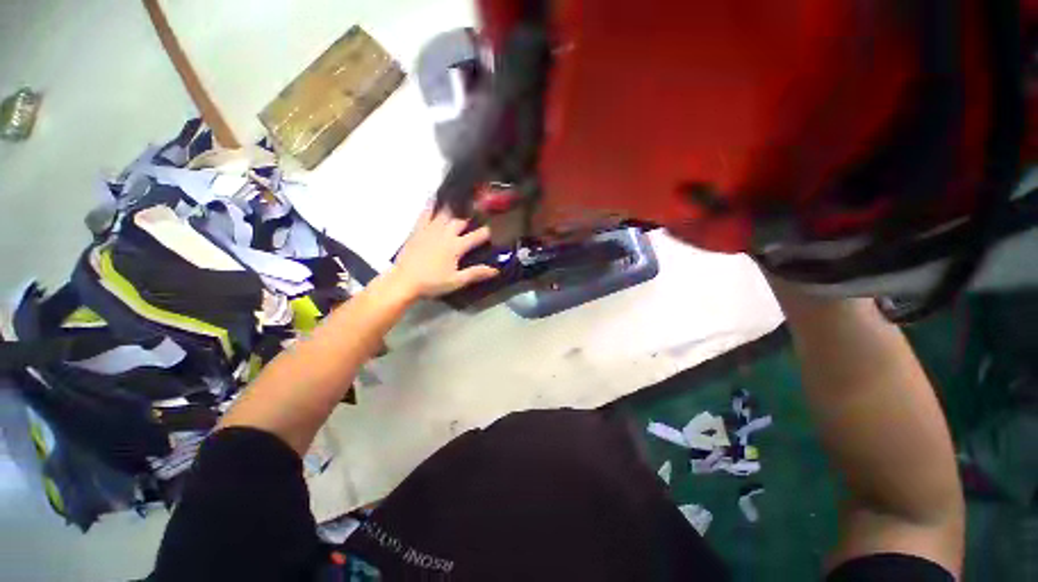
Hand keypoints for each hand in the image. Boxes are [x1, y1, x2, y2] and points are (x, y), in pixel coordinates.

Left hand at [389, 208, 499, 299]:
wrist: (404, 281)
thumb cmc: (432, 282)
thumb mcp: (457, 281)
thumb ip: (476, 273)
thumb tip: (496, 270)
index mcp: (456, 246)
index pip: (477, 236)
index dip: (487, 232)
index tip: (493, 230)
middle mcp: (445, 234)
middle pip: (461, 221)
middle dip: (471, 218)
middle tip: (477, 215)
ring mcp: (430, 229)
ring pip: (445, 213)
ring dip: (454, 208)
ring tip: (460, 202)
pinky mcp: (418, 230)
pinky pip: (425, 213)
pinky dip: (431, 205)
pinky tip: (434, 198)